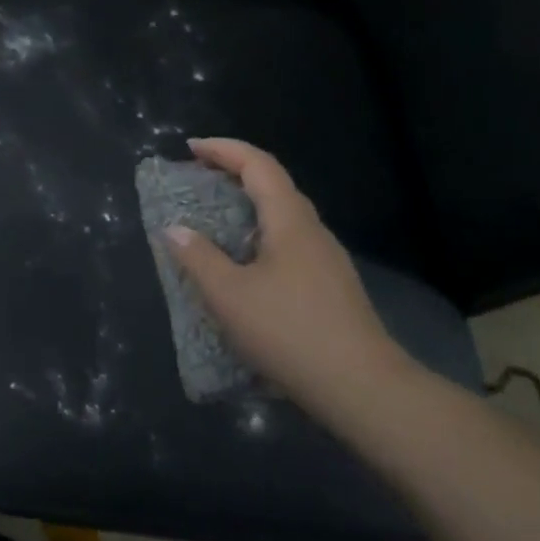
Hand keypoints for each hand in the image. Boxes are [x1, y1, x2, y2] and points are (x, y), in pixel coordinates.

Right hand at [162, 138, 408, 418]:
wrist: (365, 391)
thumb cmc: (290, 332)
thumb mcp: (229, 295)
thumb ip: (197, 258)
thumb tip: (174, 229)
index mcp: (289, 221)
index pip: (258, 164)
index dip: (224, 149)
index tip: (190, 149)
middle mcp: (312, 231)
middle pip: (273, 186)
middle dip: (233, 175)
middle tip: (196, 182)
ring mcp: (327, 261)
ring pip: (282, 218)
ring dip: (246, 209)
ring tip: (212, 224)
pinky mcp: (331, 289)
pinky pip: (288, 245)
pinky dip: (258, 238)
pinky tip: (242, 269)